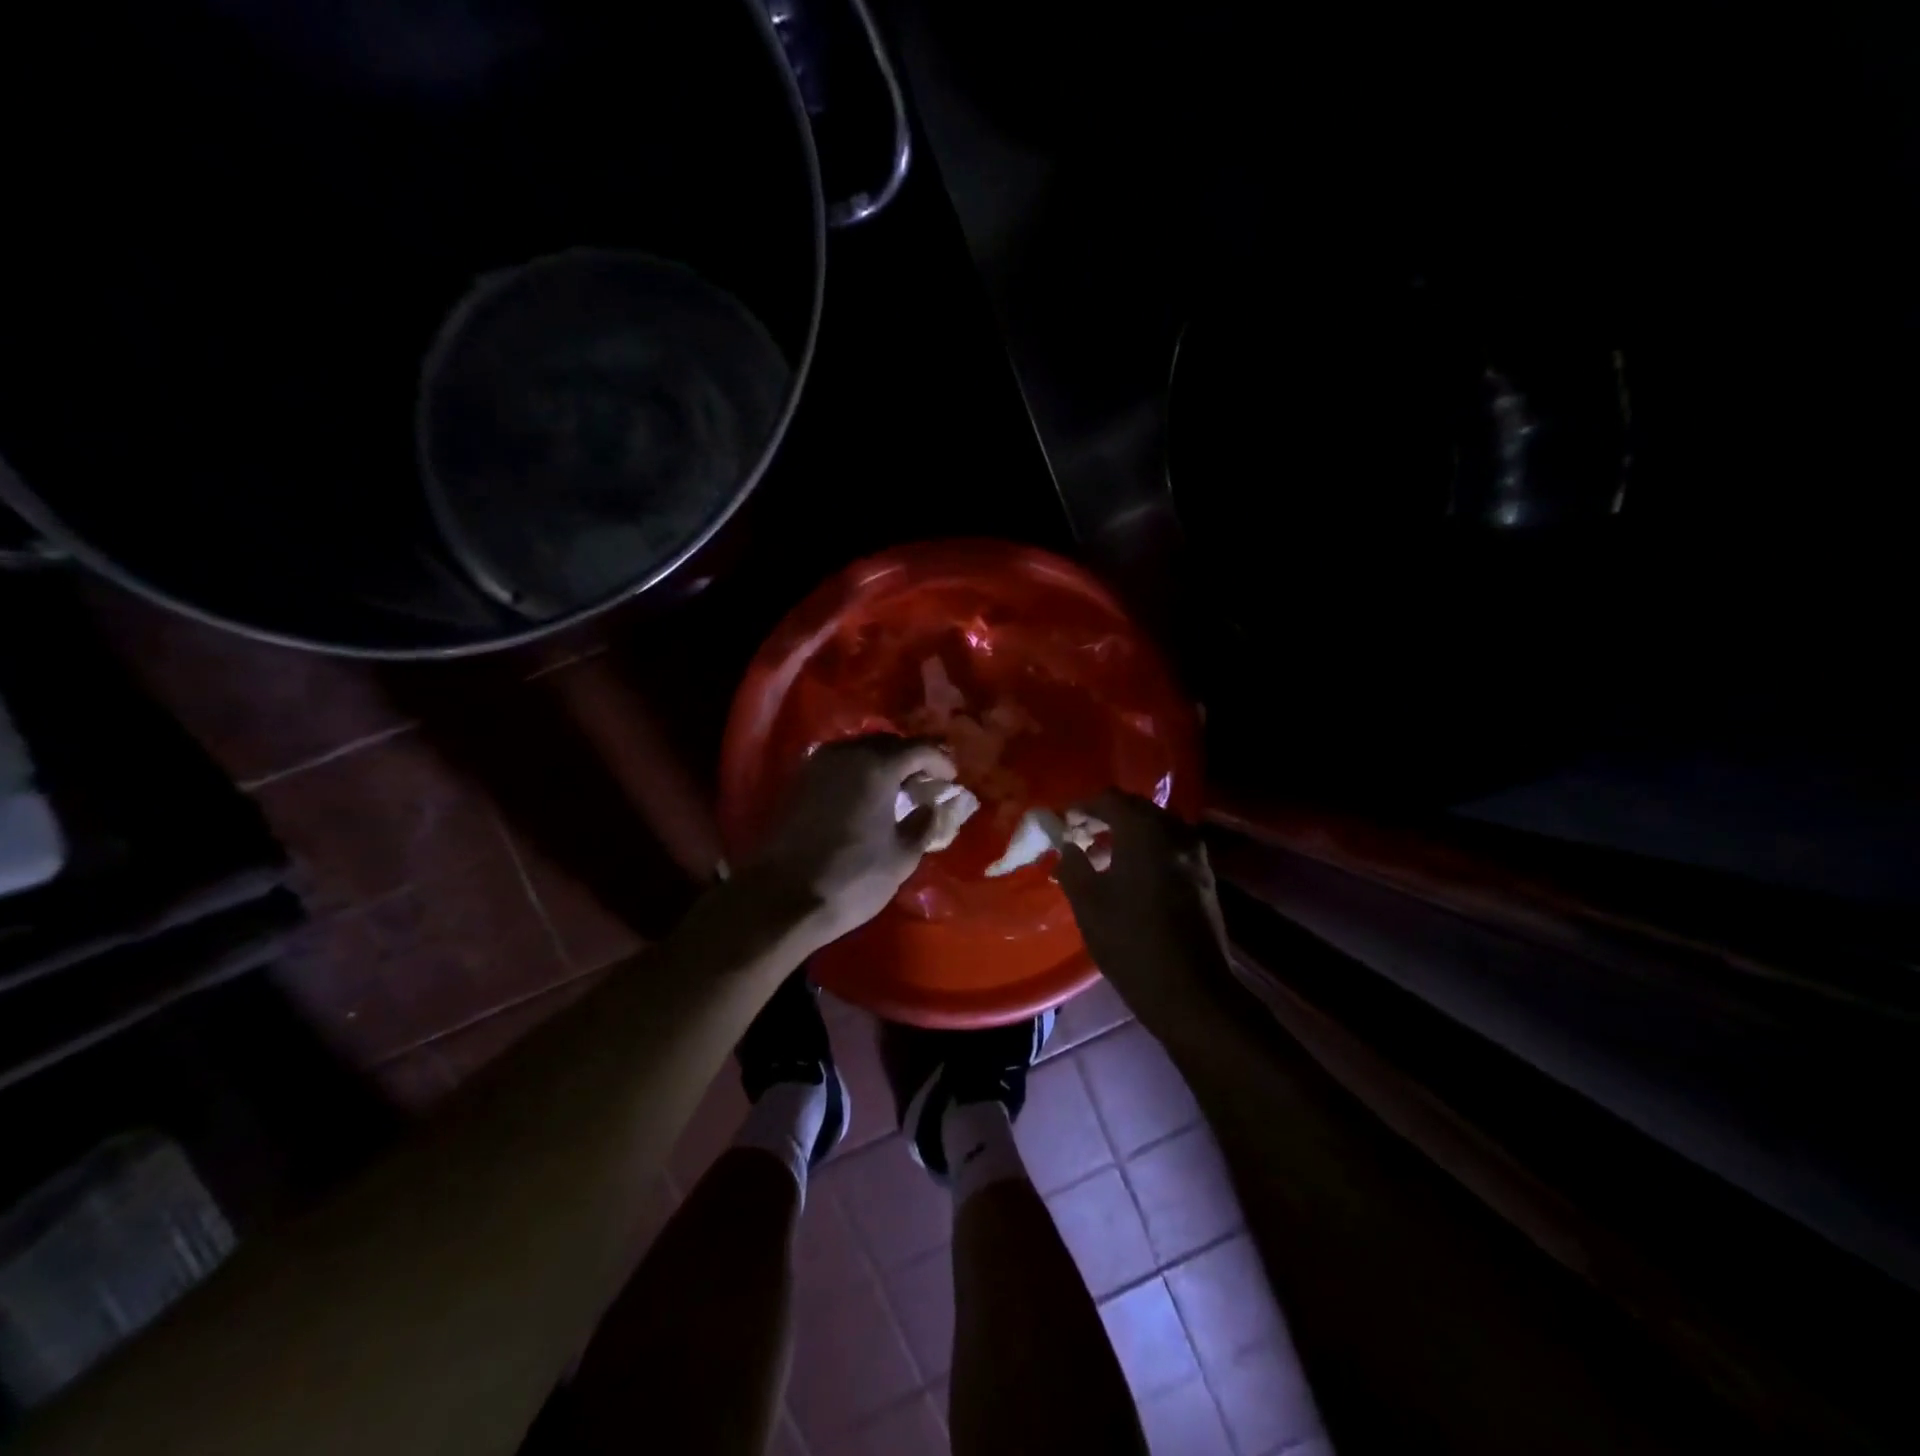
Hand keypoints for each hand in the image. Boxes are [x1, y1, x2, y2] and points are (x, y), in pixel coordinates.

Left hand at [744, 735, 955, 949]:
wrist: (781, 897)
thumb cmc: (852, 878)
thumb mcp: (901, 857)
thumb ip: (923, 824)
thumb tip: (930, 807)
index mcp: (877, 766)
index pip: (918, 748)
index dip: (939, 760)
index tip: (952, 778)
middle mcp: (847, 754)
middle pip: (887, 743)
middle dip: (911, 759)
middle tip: (926, 782)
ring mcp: (818, 765)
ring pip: (859, 751)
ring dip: (882, 764)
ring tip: (897, 789)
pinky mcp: (799, 782)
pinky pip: (839, 765)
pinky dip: (858, 773)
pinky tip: (866, 797)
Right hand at [1056, 790, 1234, 1037]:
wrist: (1192, 991)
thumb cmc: (1131, 941)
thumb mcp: (1088, 903)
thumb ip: (1072, 864)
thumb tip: (1068, 845)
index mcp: (1145, 831)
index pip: (1109, 800)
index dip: (1082, 808)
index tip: (1063, 822)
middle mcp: (1175, 832)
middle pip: (1136, 809)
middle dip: (1106, 818)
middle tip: (1080, 836)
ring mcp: (1195, 855)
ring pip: (1156, 828)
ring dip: (1128, 834)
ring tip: (1102, 857)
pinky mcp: (1205, 877)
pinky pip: (1170, 847)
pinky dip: (1147, 850)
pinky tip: (1130, 875)